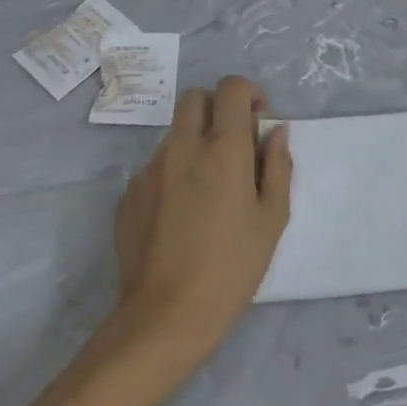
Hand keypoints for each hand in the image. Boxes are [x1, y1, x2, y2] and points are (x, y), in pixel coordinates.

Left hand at [112, 75, 291, 363]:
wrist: (165, 317)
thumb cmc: (232, 267)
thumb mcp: (273, 217)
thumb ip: (278, 166)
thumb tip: (275, 132)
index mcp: (224, 148)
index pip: (231, 88)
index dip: (249, 94)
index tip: (259, 120)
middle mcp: (183, 148)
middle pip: (194, 98)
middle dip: (217, 107)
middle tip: (234, 142)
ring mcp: (149, 170)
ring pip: (174, 133)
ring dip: (195, 141)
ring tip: (209, 186)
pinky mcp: (128, 195)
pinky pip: (156, 166)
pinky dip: (174, 172)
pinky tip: (183, 212)